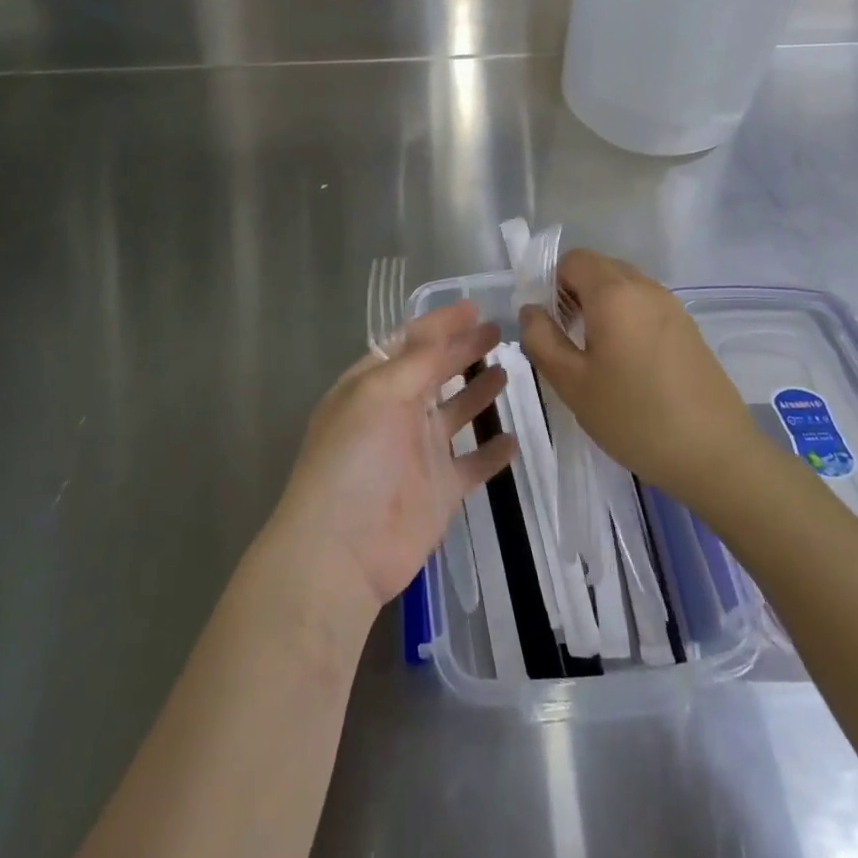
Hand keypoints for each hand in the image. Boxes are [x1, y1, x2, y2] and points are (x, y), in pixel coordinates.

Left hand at [270, 303, 516, 611]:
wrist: (342, 551)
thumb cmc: (354, 460)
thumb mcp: (378, 395)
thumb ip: (415, 362)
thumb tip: (442, 328)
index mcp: (373, 386)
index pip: (409, 344)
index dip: (439, 324)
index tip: (473, 306)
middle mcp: (396, 413)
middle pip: (435, 372)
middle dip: (463, 349)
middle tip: (498, 329)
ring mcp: (419, 452)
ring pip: (456, 413)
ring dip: (478, 391)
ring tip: (508, 368)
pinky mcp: (441, 490)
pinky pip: (473, 464)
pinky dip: (492, 453)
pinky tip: (515, 438)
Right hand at [519, 250, 758, 506]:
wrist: (716, 454)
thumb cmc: (634, 417)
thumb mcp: (572, 383)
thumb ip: (541, 339)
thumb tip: (531, 310)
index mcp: (614, 293)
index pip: (574, 259)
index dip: (552, 283)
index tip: (548, 324)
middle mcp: (645, 288)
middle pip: (600, 269)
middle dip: (575, 293)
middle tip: (567, 340)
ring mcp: (672, 307)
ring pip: (624, 287)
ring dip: (601, 307)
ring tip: (595, 356)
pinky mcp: (688, 328)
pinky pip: (645, 306)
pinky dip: (626, 319)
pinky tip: (628, 365)